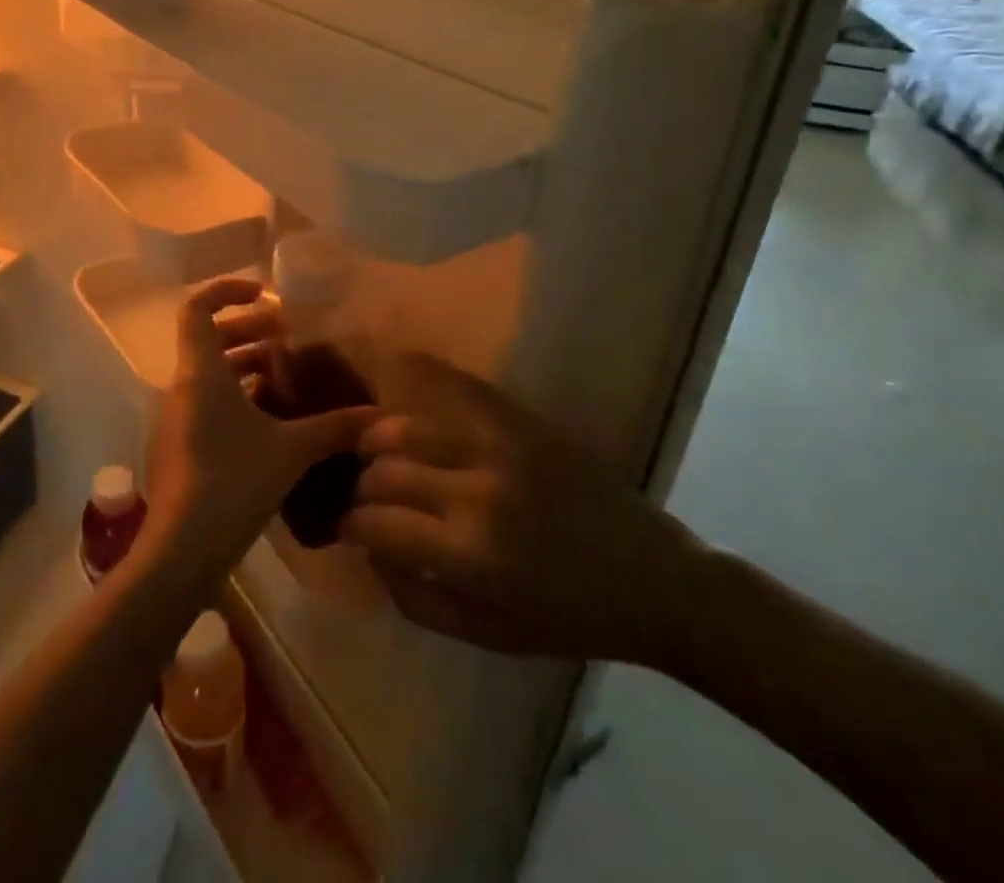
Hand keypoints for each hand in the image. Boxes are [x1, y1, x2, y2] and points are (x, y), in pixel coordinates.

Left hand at [143, 277, 374, 582]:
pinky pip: (207, 403)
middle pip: (209, 339)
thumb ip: (334, 428)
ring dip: (245, 366)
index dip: (227, 291)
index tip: (264, 294)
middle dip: (248, 331)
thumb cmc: (232, 481)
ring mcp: (176, 417)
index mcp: (201, 372)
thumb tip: (377, 417)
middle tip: (287, 338)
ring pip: (209, 374)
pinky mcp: (179, 445)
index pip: (197, 308)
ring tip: (286, 377)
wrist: (181, 549)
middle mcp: (182, 386)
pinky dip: (236, 397)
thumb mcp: (291, 450)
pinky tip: (271, 421)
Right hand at [341, 354, 707, 665]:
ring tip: (376, 449)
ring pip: (407, 426)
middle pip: (385, 469)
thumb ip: (417, 600)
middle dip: (362, 483)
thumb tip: (371, 553)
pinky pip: (456, 387)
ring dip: (379, 437)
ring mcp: (498, 447)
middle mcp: (475, 491)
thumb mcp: (490, 635)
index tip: (349, 525)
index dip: (352, 523)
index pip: (377, 522)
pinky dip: (421, 374)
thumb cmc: (571, 618)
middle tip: (364, 493)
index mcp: (469, 553)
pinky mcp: (520, 422)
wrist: (654, 579)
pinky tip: (397, 368)